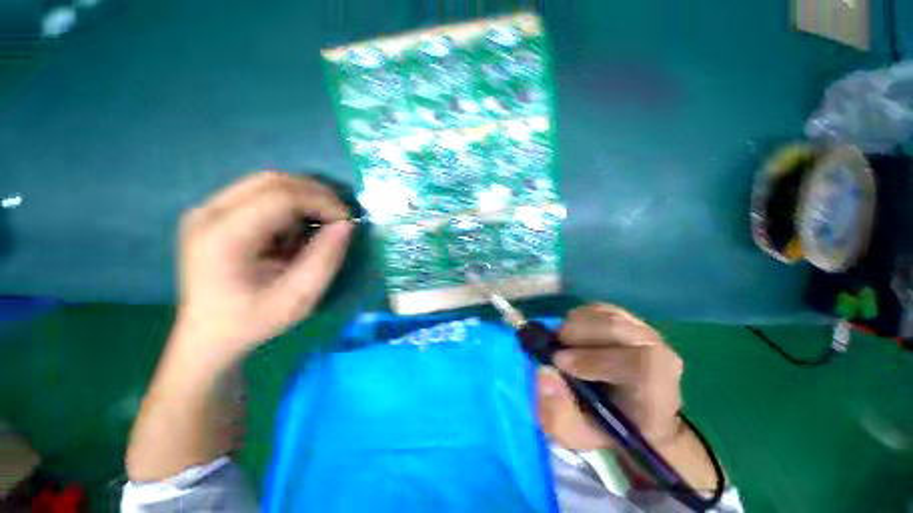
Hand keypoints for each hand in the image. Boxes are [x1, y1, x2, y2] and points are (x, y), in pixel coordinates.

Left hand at [171, 172, 353, 362]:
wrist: (208, 335)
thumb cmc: (252, 321)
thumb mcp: (299, 299)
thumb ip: (326, 259)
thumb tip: (346, 225)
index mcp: (223, 237)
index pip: (281, 196)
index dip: (322, 202)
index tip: (347, 221)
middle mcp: (209, 213)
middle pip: (273, 181)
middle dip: (316, 194)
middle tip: (339, 217)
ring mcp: (208, 209)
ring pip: (269, 183)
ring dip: (304, 199)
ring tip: (318, 226)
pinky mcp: (215, 213)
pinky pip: (262, 194)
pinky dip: (290, 205)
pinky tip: (295, 230)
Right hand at [536, 304, 683, 449]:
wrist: (627, 411)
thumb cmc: (604, 427)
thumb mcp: (575, 434)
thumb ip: (557, 414)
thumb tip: (544, 373)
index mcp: (657, 390)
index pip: (641, 363)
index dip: (596, 359)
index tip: (560, 363)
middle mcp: (659, 353)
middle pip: (618, 328)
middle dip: (577, 336)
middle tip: (555, 351)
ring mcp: (643, 331)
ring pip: (605, 314)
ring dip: (574, 326)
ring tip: (563, 345)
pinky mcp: (627, 317)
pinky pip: (598, 309)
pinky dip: (577, 319)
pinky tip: (573, 337)